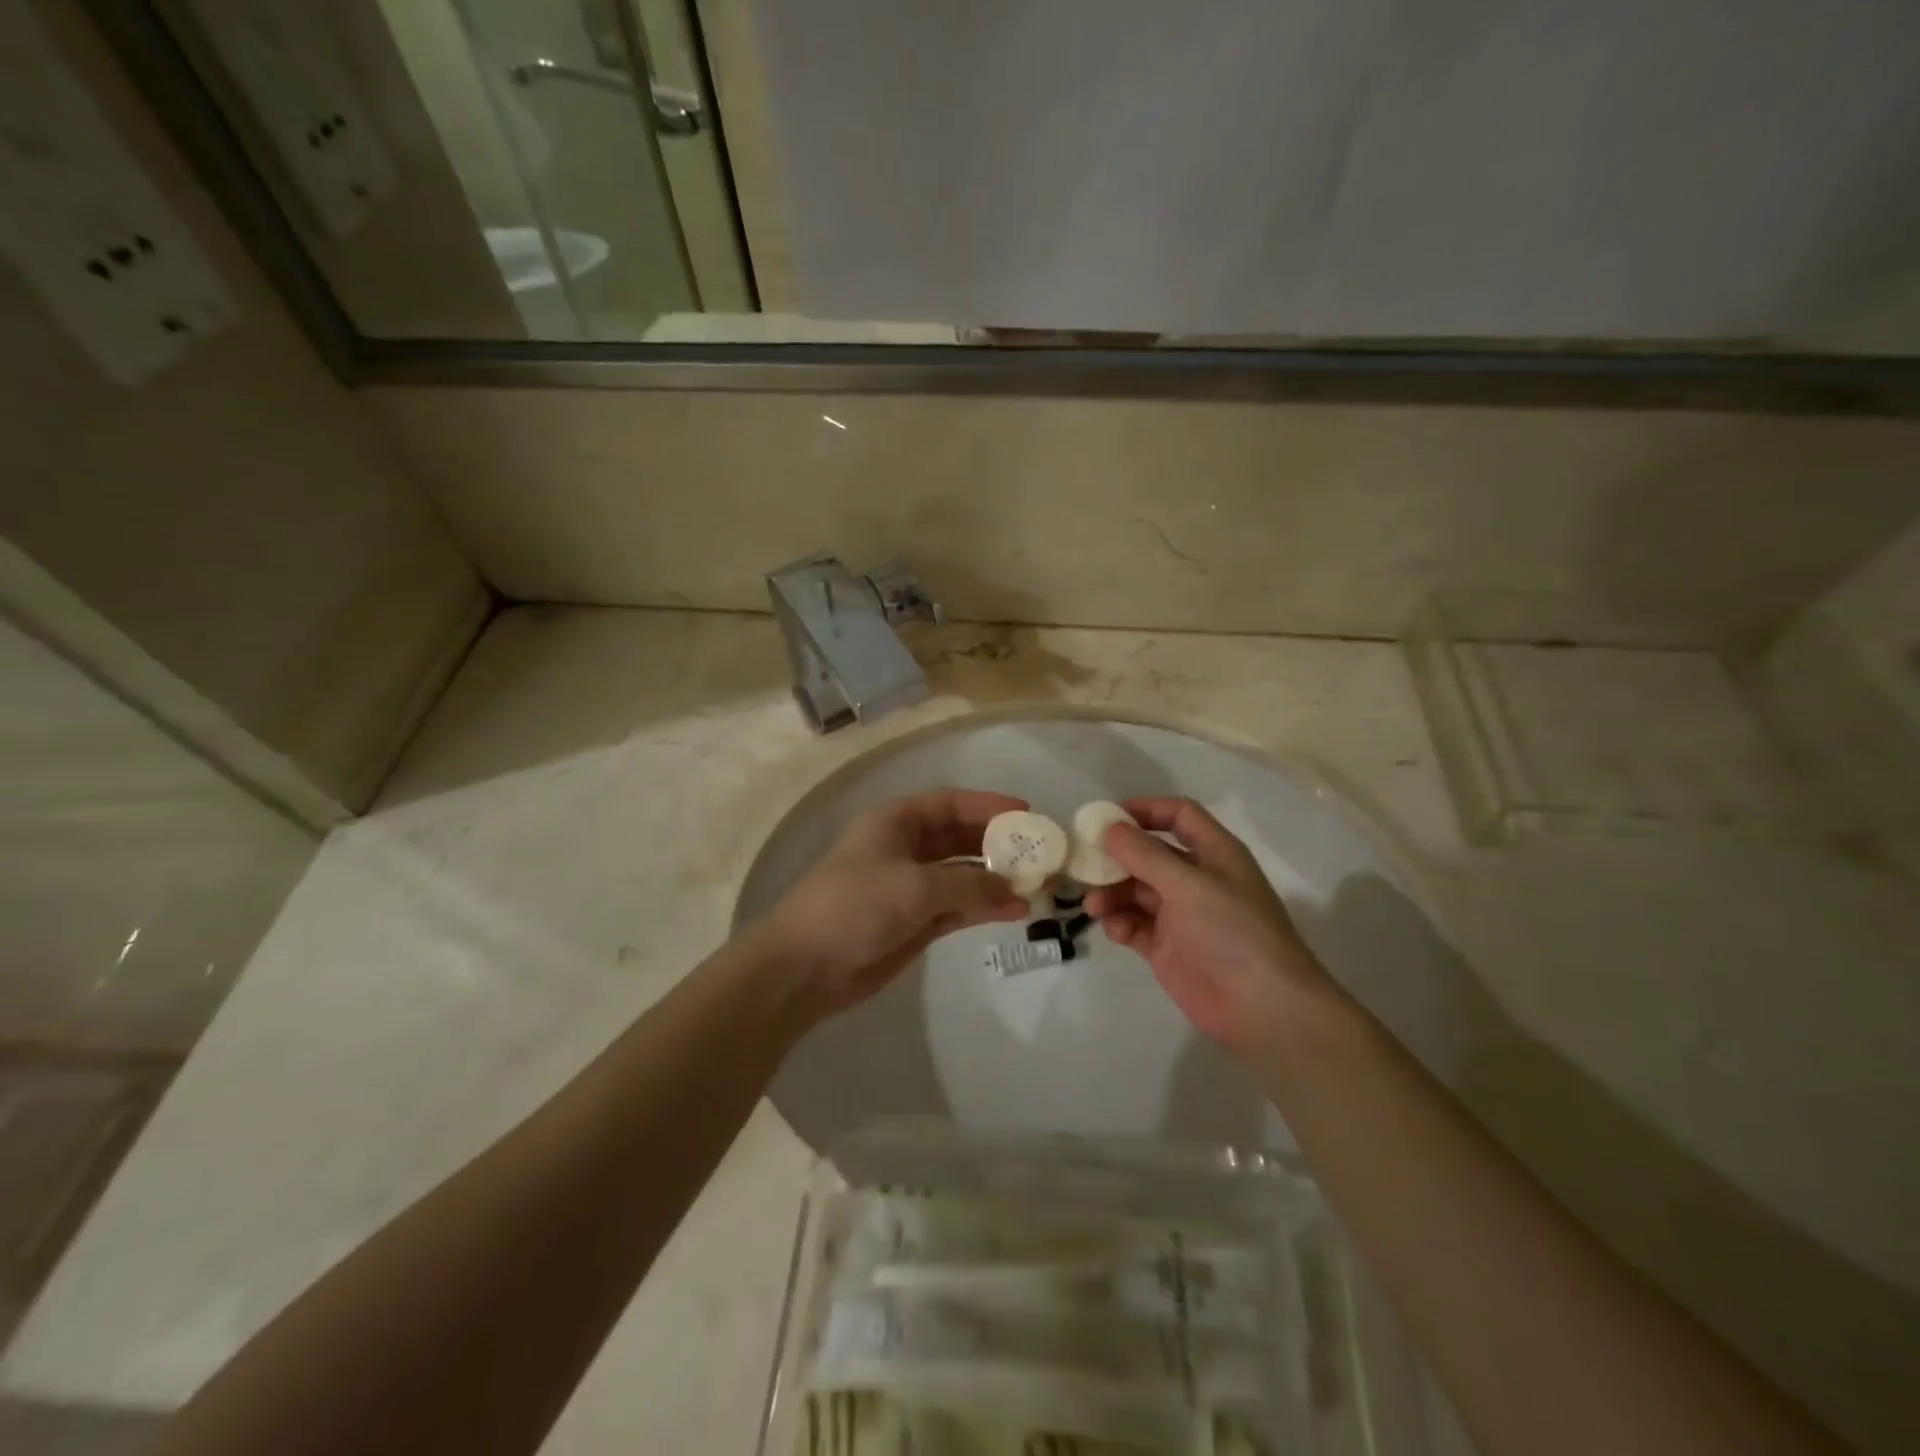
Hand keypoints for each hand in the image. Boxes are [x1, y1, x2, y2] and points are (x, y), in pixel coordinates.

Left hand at [760, 789, 1029, 1021]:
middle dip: (997, 845)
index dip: (988, 806)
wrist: (805, 967)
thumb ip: (969, 886)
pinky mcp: (914, 922)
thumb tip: (1014, 890)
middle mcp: (905, 849)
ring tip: (1036, 886)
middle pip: (960, 838)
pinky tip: (1014, 911)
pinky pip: (957, 907)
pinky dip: (983, 907)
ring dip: (995, 880)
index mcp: (896, 823)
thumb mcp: (915, 887)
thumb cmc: (854, 907)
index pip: (950, 804)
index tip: (1026, 814)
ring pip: (962, 876)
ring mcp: (910, 887)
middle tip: (1039, 853)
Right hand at [1086, 797, 1335, 1060]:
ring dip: (1112, 892)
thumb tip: (1109, 828)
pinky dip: (1120, 923)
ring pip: (1135, 890)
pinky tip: (1115, 929)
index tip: (1107, 817)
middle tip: (1084, 863)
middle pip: (1148, 854)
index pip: (1178, 816)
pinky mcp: (1167, 947)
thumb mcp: (1190, 885)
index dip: (1145, 810)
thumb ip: (1146, 855)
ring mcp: (1180, 915)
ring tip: (1094, 905)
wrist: (1263, 1008)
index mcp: (1214, 853)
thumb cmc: (1233, 932)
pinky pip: (1134, 924)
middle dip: (1117, 857)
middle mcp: (1196, 879)